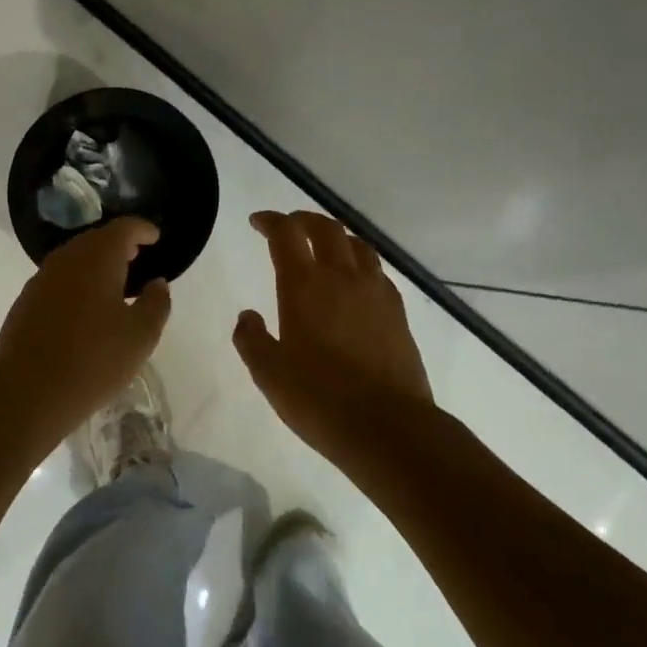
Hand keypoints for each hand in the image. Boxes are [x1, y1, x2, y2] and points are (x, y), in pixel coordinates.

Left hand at [0, 218, 171, 447]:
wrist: (27, 392)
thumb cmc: (94, 360)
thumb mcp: (140, 336)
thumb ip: (155, 303)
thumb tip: (157, 283)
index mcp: (97, 258)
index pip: (123, 228)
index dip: (142, 229)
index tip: (155, 237)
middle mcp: (66, 260)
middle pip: (95, 240)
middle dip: (118, 244)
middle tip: (137, 257)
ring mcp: (40, 280)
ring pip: (74, 259)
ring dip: (95, 264)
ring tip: (114, 283)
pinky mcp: (25, 302)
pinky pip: (58, 280)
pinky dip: (76, 283)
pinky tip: (84, 308)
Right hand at [233, 211, 433, 455]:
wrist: (387, 426)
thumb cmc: (318, 399)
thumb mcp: (268, 373)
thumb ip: (251, 339)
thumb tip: (248, 316)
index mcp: (304, 286)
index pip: (285, 235)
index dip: (270, 221)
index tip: (257, 222)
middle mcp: (342, 278)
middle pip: (325, 229)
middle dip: (303, 220)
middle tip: (288, 226)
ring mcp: (375, 293)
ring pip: (357, 245)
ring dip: (336, 236)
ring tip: (324, 246)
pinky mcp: (398, 313)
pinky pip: (377, 271)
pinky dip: (360, 263)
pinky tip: (355, 282)